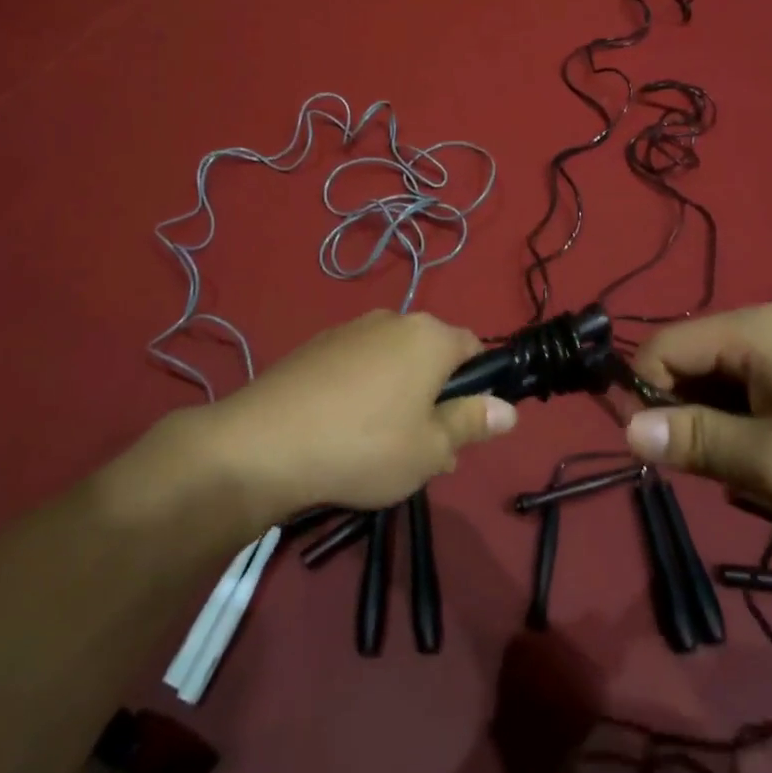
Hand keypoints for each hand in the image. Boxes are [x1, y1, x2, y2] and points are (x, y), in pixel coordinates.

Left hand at [198, 310, 515, 521]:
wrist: (262, 444)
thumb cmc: (364, 446)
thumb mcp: (431, 448)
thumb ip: (473, 423)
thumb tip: (509, 408)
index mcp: (429, 337)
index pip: (474, 348)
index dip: (478, 387)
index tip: (463, 427)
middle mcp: (393, 320)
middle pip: (432, 357)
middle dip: (436, 399)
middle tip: (425, 451)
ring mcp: (350, 330)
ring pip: (394, 363)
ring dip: (400, 398)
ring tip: (381, 450)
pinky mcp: (316, 346)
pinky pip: (358, 367)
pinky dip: (363, 393)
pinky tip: (344, 433)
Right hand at [625, 303, 771, 542]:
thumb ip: (695, 441)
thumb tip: (625, 429)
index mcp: (753, 330)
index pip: (662, 349)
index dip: (646, 398)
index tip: (664, 456)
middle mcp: (771, 322)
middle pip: (694, 361)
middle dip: (694, 417)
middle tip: (727, 472)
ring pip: (727, 379)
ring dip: (728, 426)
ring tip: (766, 470)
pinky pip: (761, 385)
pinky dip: (757, 422)